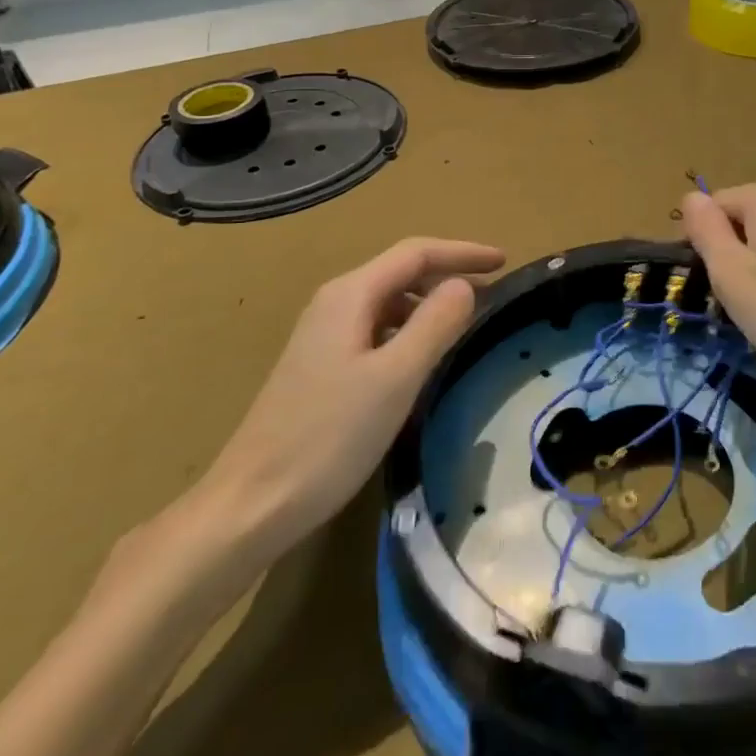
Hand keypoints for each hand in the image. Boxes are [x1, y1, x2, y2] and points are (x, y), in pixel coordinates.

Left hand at [192, 237, 504, 559]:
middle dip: (449, 274)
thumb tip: (464, 286)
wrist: (251, 504)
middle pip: (401, 272)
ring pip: (389, 302)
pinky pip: (376, 330)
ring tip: (465, 323)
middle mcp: (334, 303)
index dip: (463, 252)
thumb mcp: (395, 378)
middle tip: (493, 292)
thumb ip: (435, 324)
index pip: (416, 253)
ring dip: (430, 304)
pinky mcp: (320, 366)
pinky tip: (422, 359)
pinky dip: (409, 331)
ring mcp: (323, 335)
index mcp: (350, 295)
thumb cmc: (329, 437)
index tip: (505, 261)